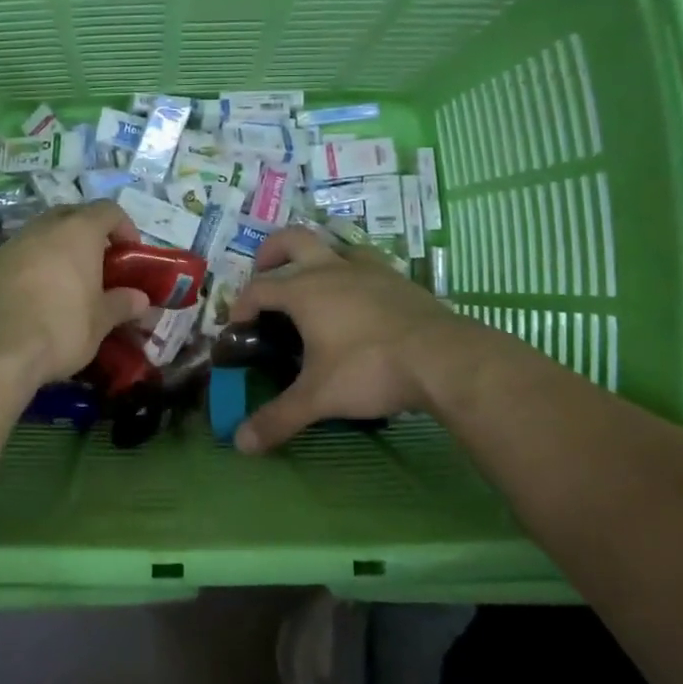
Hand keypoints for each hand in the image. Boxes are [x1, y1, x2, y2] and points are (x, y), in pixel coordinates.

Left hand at [0, 201, 150, 385]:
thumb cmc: (62, 327)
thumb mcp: (101, 320)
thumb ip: (122, 304)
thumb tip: (140, 299)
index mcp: (78, 231)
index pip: (108, 210)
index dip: (124, 228)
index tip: (130, 255)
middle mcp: (44, 227)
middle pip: (73, 215)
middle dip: (90, 234)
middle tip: (101, 265)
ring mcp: (14, 243)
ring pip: (44, 233)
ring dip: (60, 249)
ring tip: (70, 282)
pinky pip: (23, 254)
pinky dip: (36, 265)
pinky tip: (41, 295)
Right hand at [226, 227, 456, 453]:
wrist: (444, 358)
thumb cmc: (370, 370)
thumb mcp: (319, 397)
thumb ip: (278, 418)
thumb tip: (240, 444)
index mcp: (304, 290)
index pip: (259, 287)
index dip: (241, 303)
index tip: (238, 325)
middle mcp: (332, 269)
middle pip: (291, 239)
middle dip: (270, 252)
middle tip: (264, 272)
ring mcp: (368, 269)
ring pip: (333, 245)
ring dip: (316, 257)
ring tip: (312, 283)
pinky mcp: (398, 279)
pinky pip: (366, 263)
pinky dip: (351, 273)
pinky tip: (358, 298)